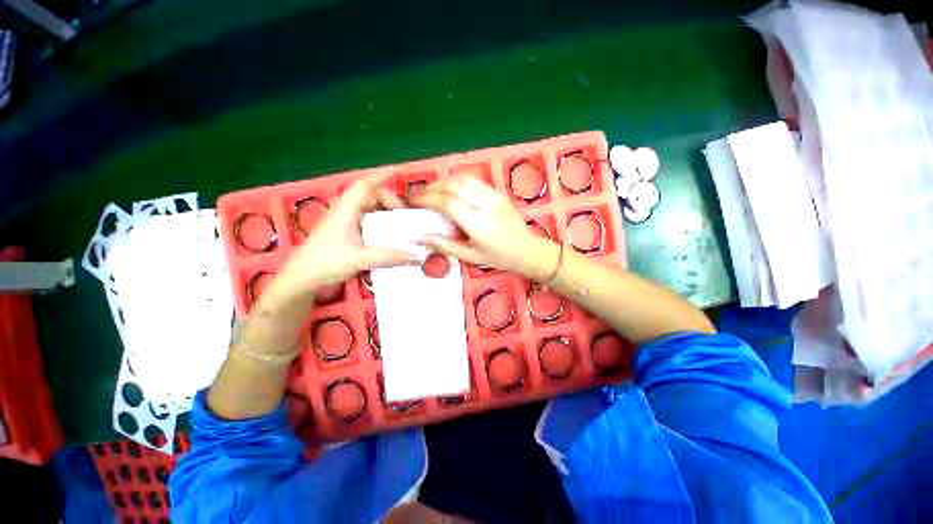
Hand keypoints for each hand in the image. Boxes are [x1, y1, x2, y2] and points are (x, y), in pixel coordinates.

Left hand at [277, 171, 413, 291]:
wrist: (303, 276)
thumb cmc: (328, 261)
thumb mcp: (363, 258)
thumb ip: (392, 256)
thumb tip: (419, 255)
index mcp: (347, 209)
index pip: (366, 184)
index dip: (383, 175)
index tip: (401, 171)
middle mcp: (346, 210)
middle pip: (371, 195)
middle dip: (390, 199)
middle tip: (405, 213)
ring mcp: (345, 220)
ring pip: (369, 207)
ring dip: (385, 211)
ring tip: (400, 223)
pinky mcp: (345, 231)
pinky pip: (367, 219)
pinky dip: (380, 221)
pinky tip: (388, 233)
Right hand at [409, 176, 557, 278]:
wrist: (528, 250)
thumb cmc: (499, 258)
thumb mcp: (471, 257)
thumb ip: (445, 245)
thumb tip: (420, 237)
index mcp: (479, 225)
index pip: (448, 203)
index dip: (427, 199)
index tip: (412, 202)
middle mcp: (486, 206)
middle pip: (453, 185)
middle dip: (430, 187)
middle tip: (416, 195)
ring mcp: (494, 196)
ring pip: (463, 178)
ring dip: (442, 182)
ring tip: (430, 192)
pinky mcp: (499, 192)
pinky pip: (474, 181)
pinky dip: (456, 182)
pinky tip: (449, 191)